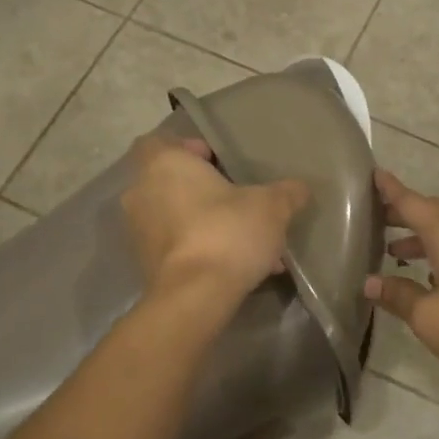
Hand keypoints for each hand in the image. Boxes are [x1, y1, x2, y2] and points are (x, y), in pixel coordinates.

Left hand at [122, 134, 310, 303]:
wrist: (195, 296)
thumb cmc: (227, 232)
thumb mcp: (271, 207)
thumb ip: (287, 192)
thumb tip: (300, 188)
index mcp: (164, 165)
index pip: (160, 142)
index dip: (189, 148)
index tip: (218, 163)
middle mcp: (142, 193)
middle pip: (172, 182)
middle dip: (204, 191)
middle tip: (239, 201)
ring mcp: (139, 231)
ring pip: (176, 217)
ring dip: (206, 224)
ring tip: (247, 241)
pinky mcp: (146, 264)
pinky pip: (177, 247)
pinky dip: (201, 250)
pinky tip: (238, 267)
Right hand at [364, 169, 438, 390]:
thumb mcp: (429, 317)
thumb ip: (399, 296)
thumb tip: (371, 282)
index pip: (411, 202)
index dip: (390, 190)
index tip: (373, 174)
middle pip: (432, 213)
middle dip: (404, 214)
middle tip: (376, 220)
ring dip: (422, 238)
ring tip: (395, 253)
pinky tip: (431, 280)